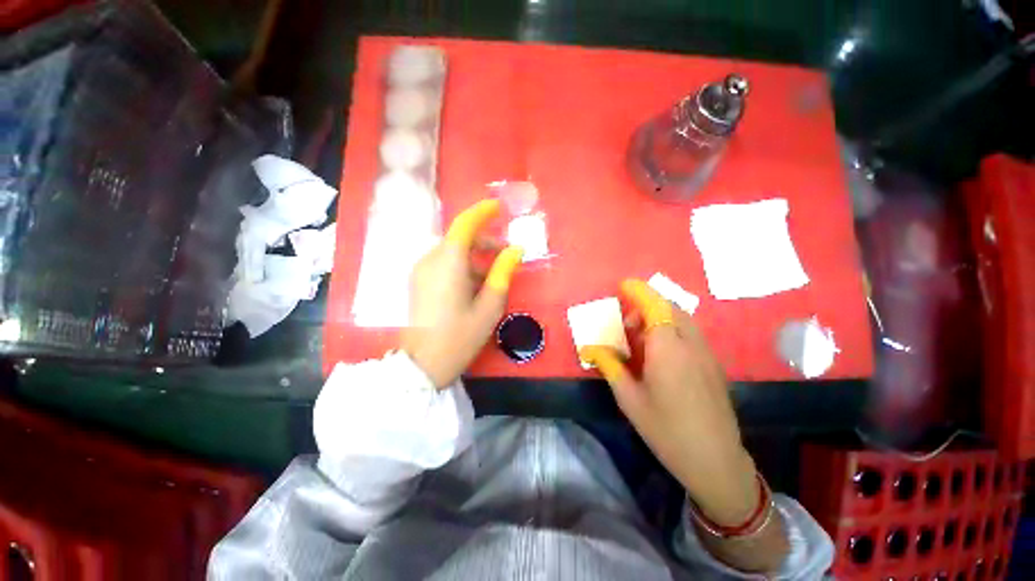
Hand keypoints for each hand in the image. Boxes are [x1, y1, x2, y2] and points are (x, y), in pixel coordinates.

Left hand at [401, 199, 523, 388]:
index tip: (499, 207)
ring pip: (451, 251)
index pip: (464, 224)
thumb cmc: (460, 336)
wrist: (422, 365)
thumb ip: (503, 273)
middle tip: (506, 252)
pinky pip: (443, 263)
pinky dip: (462, 265)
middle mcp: (430, 260)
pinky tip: (474, 284)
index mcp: (448, 263)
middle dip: (484, 239)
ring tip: (494, 273)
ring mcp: (421, 271)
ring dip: (474, 254)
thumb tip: (516, 250)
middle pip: (458, 237)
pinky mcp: (418, 282)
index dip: (482, 212)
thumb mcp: (489, 306)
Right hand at [580, 280, 757, 525]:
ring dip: (660, 317)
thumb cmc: (666, 430)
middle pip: (670, 308)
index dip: (639, 292)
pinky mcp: (713, 364)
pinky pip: (690, 333)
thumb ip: (610, 366)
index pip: (655, 307)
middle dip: (647, 305)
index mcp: (667, 349)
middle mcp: (690, 344)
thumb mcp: (629, 399)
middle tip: (626, 324)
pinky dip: (671, 329)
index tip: (623, 285)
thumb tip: (590, 348)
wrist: (715, 461)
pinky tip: (660, 354)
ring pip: (682, 319)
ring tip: (640, 339)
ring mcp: (706, 353)